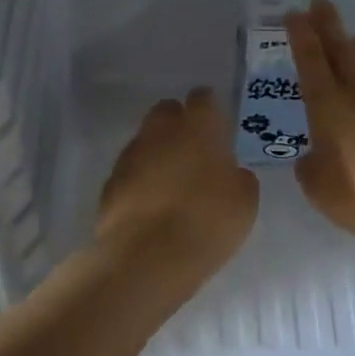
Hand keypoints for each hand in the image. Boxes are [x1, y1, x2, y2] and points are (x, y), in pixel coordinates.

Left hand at [96, 87, 258, 276]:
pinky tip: (151, 204)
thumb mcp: (244, 202)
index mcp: (199, 127)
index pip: (203, 99)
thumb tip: (231, 172)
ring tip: (172, 184)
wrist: (148, 256)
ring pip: (146, 141)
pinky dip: (140, 181)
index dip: (210, 110)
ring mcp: (130, 156)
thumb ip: (239, 178)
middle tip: (194, 152)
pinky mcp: (110, 183)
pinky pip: (130, 171)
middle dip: (178, 125)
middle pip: (167, 112)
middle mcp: (160, 131)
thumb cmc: (208, 222)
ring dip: (158, 154)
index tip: (217, 127)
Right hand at [286, 0, 354, 249]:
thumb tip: (316, 154)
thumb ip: (310, 163)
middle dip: (328, 24)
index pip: (311, 60)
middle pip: (342, 49)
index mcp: (329, 107)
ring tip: (353, 39)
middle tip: (319, 2)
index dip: (301, 36)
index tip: (295, 14)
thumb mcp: (318, 186)